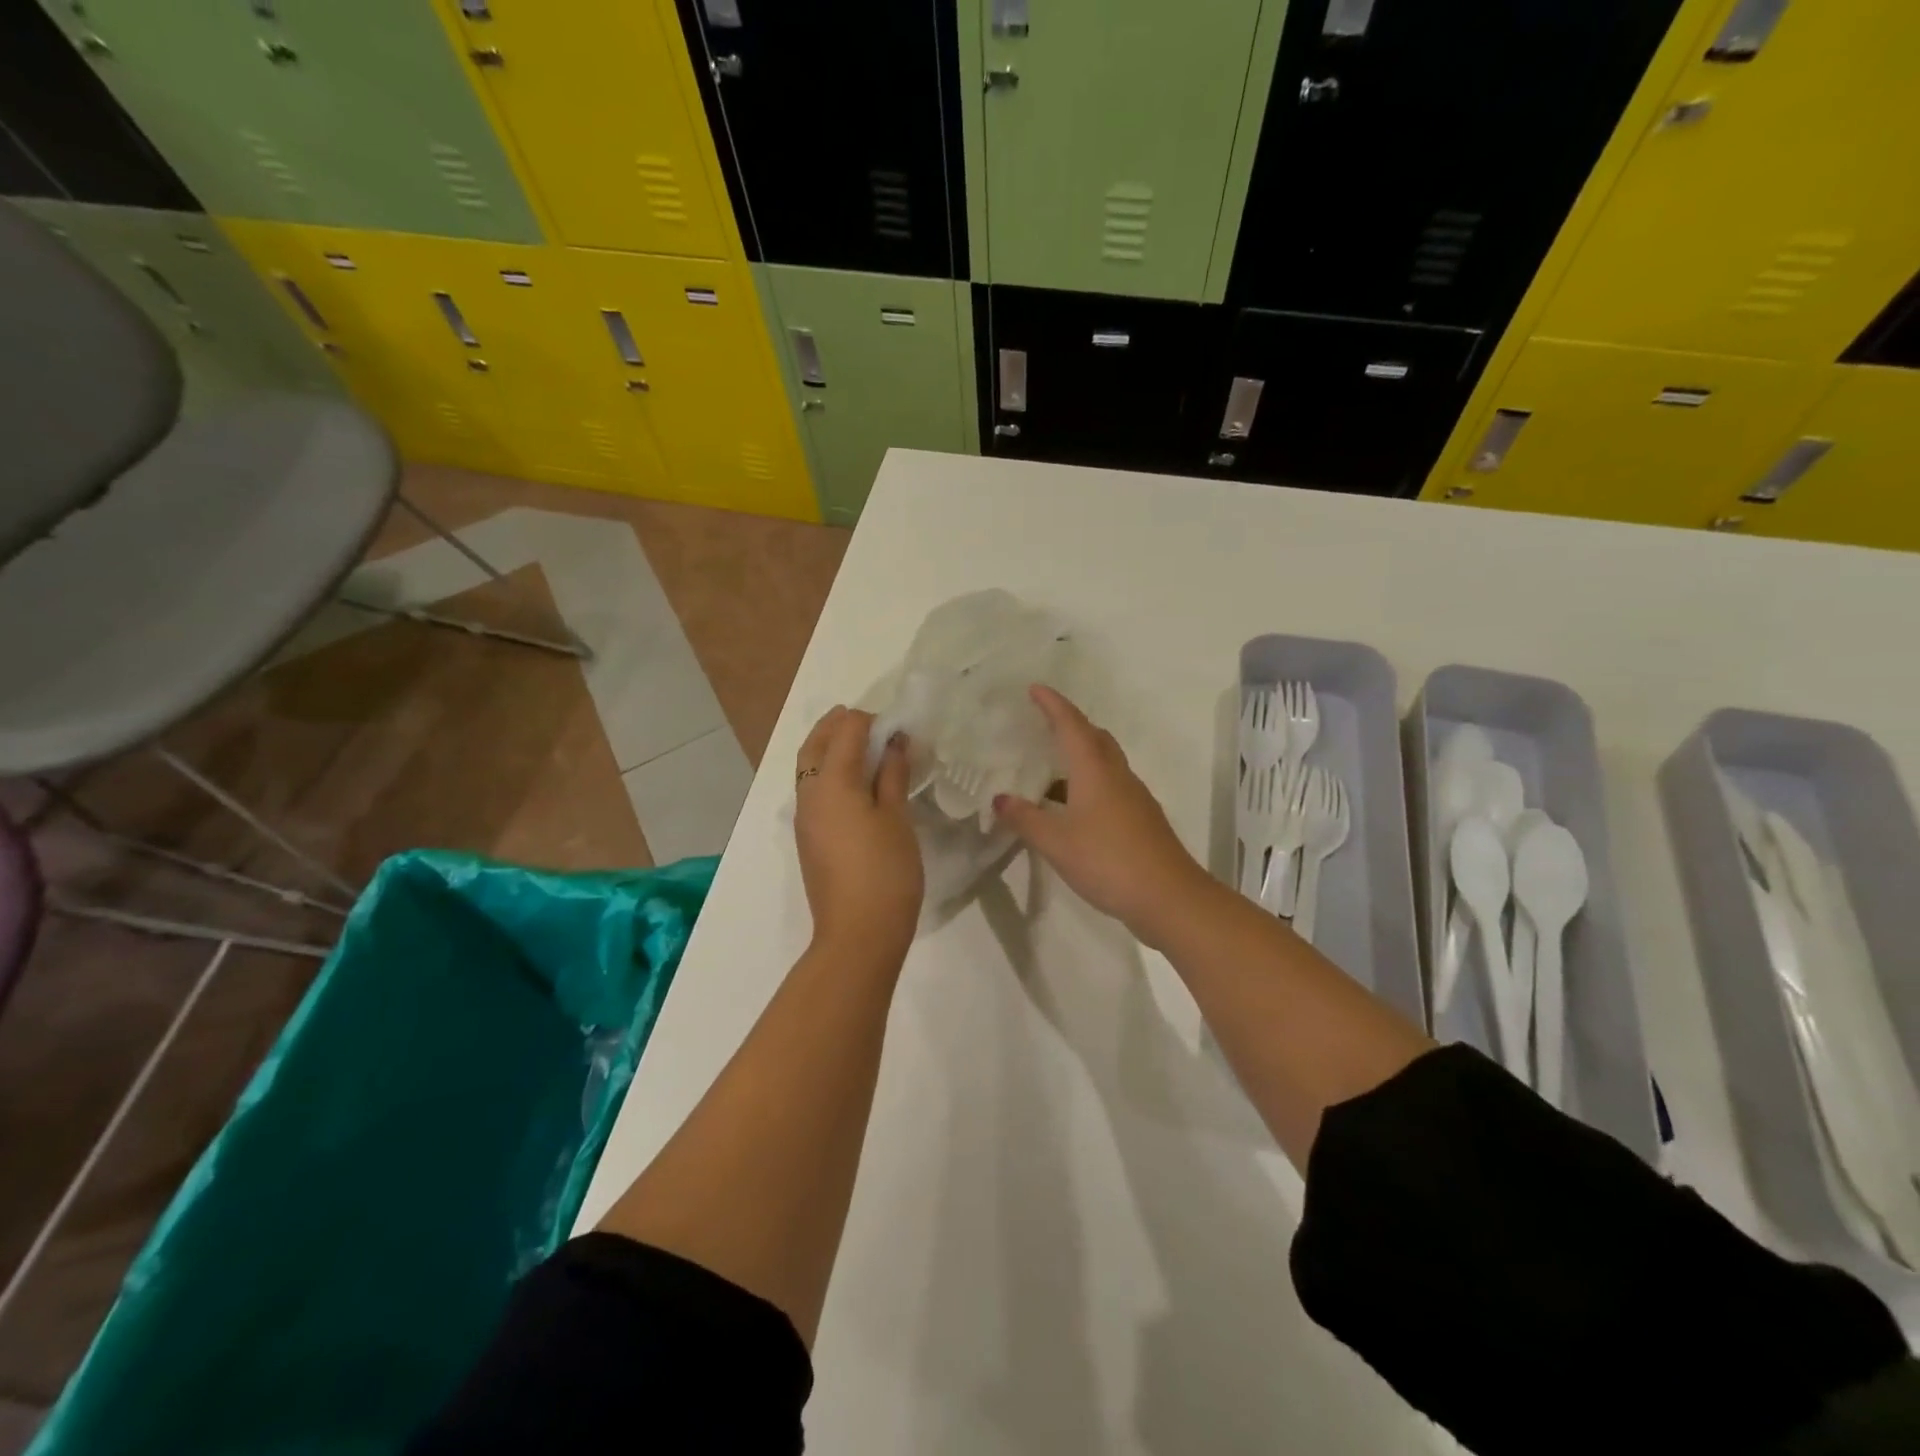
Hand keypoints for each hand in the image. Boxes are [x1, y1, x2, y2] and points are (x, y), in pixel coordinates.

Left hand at [794, 706, 923, 964]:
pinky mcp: (809, 839)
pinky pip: (812, 790)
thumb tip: (894, 743)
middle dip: (835, 725)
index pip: (846, 732)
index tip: (895, 724)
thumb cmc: (885, 872)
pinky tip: (853, 782)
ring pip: (809, 768)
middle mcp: (809, 794)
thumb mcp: (897, 818)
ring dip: (829, 748)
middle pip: (815, 746)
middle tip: (862, 717)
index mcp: (832, 783)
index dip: (869, 720)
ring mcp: (805, 819)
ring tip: (859, 744)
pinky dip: (828, 772)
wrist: (858, 934)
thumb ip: (892, 775)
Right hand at [993, 686, 1216, 948]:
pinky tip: (1072, 807)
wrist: (1169, 897)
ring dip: (1080, 756)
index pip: (1071, 726)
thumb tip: (1000, 798)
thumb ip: (1026, 819)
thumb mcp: (1056, 843)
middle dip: (1070, 725)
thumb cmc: (1108, 861)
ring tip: (1050, 768)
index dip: (1052, 705)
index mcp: (1095, 771)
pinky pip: (1110, 786)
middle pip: (1095, 738)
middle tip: (1043, 724)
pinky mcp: (1141, 819)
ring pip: (1105, 763)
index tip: (1035, 688)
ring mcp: (1134, 798)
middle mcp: (1117, 776)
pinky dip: (1088, 783)